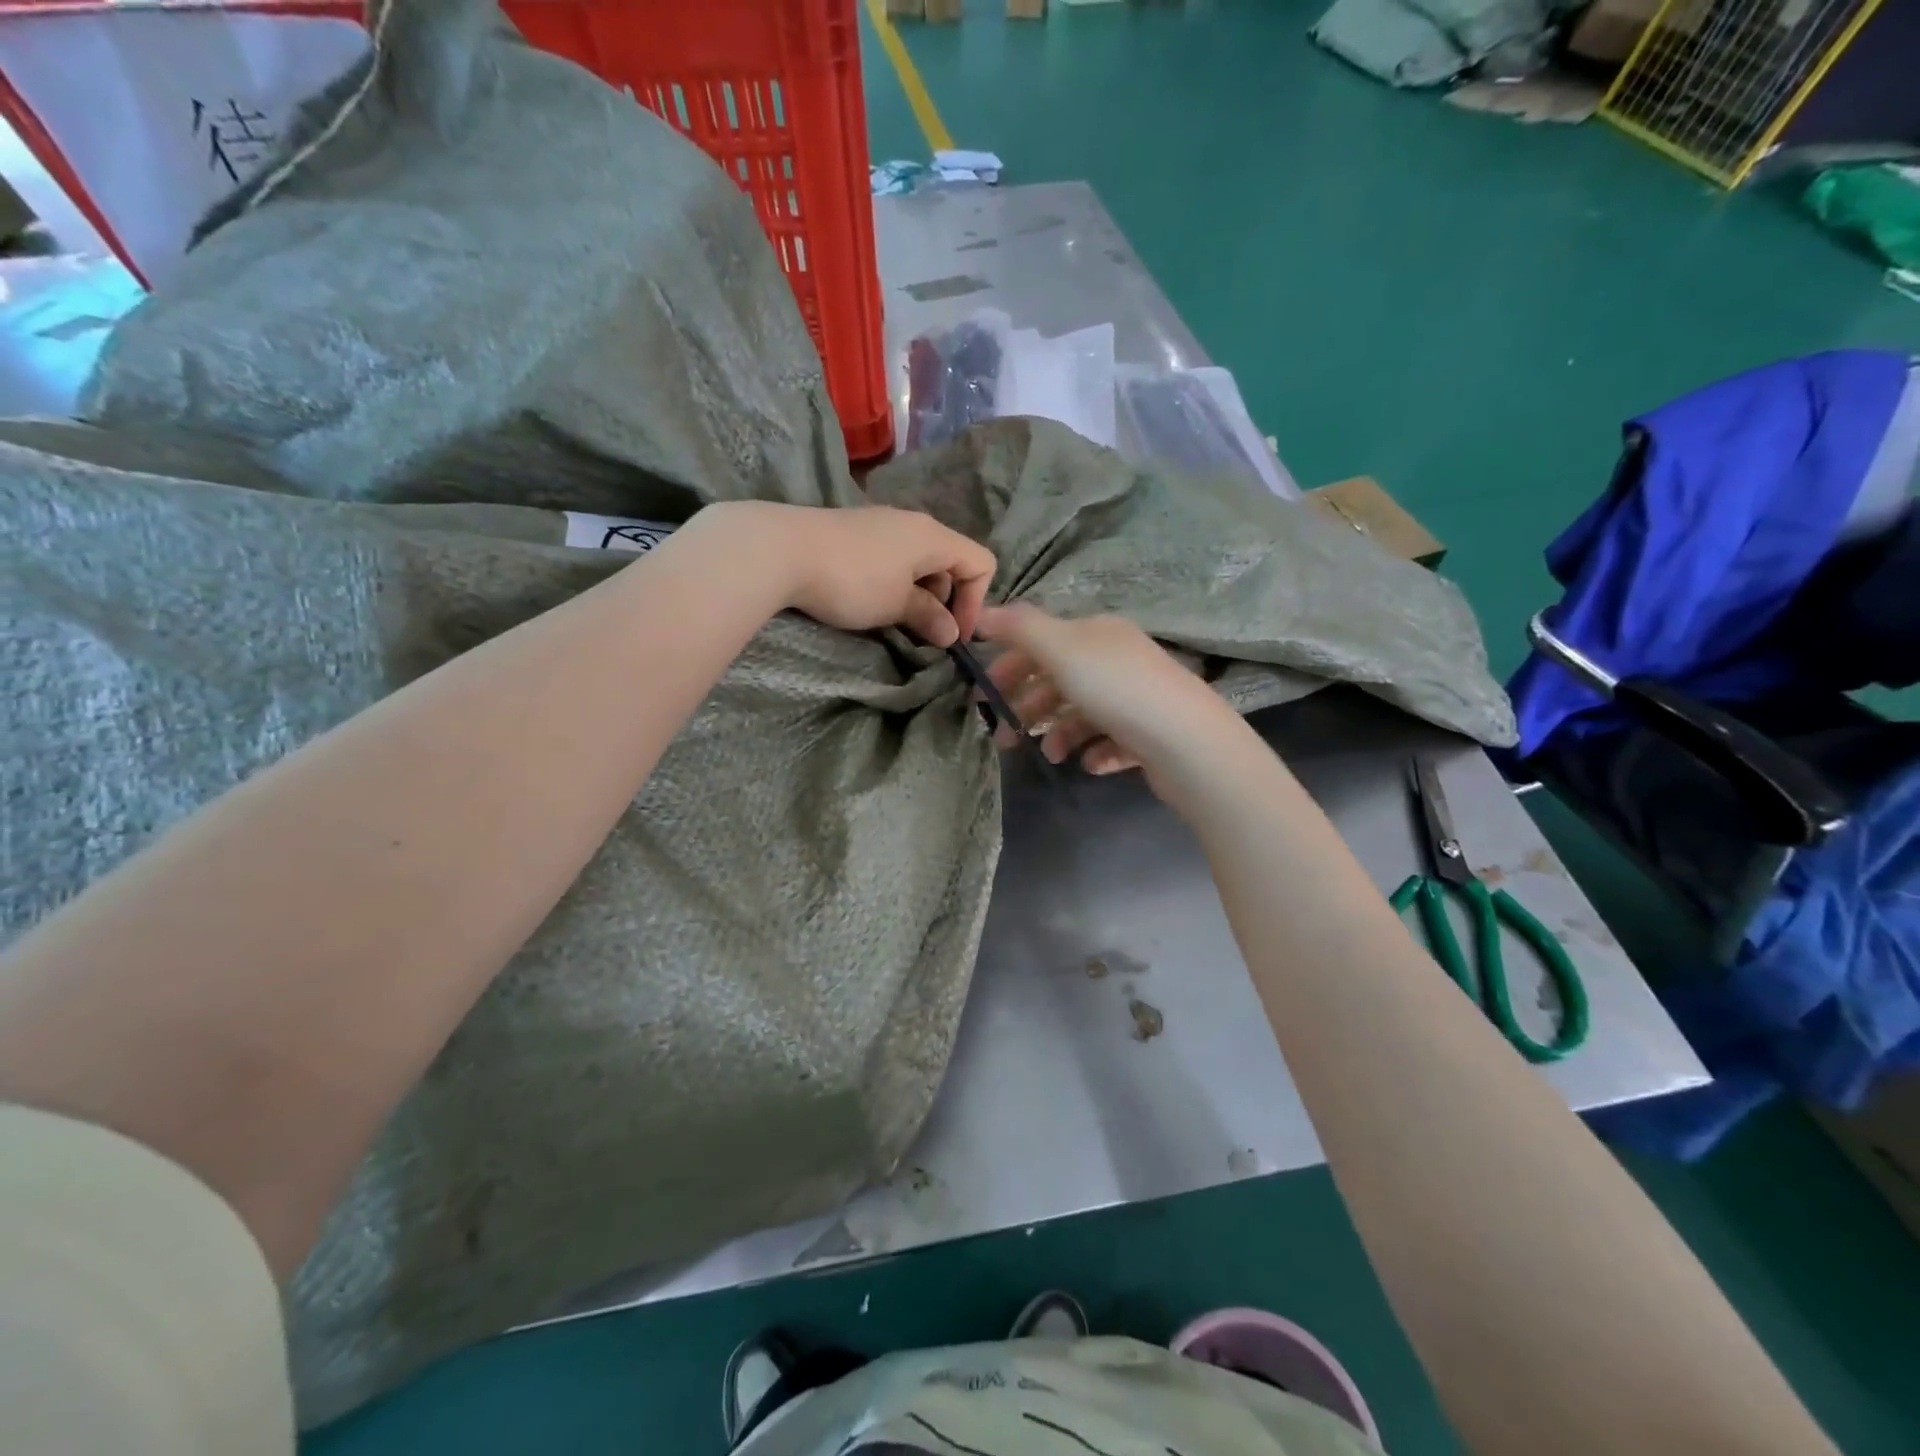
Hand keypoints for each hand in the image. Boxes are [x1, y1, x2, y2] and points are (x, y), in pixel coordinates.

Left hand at [762, 504, 995, 647]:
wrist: (781, 550)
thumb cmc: (852, 580)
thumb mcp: (897, 605)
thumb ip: (929, 616)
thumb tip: (951, 633)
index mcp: (933, 536)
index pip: (981, 563)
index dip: (977, 602)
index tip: (954, 634)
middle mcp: (913, 523)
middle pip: (951, 561)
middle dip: (946, 600)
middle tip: (924, 631)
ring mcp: (881, 524)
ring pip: (919, 562)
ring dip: (919, 594)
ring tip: (896, 620)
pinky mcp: (855, 532)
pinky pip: (892, 558)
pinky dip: (895, 583)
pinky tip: (870, 602)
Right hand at [975, 604, 1249, 790]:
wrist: (1189, 742)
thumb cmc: (1117, 689)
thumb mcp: (1061, 649)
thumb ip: (1019, 628)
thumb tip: (982, 612)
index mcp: (1096, 634)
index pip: (1041, 642)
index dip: (1008, 665)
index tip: (982, 697)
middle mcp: (1116, 660)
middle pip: (1058, 680)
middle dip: (1027, 707)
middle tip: (1003, 737)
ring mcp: (1135, 698)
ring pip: (1082, 714)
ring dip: (1059, 734)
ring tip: (1051, 756)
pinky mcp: (1149, 734)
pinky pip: (1110, 741)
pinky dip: (1094, 751)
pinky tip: (1091, 763)